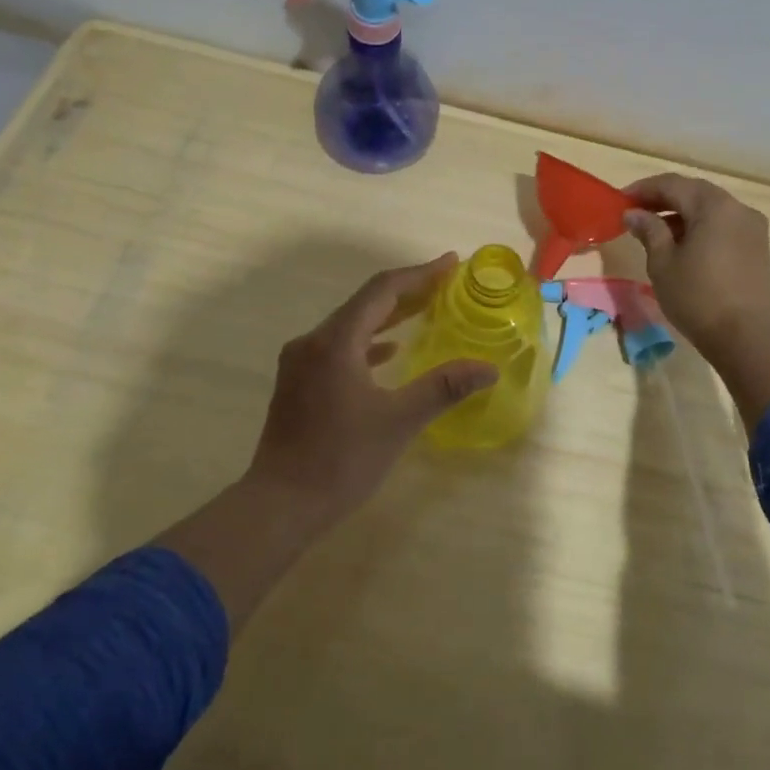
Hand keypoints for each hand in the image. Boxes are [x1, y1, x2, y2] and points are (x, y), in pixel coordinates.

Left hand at [246, 253, 497, 522]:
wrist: (280, 505)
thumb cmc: (341, 460)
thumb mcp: (398, 421)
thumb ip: (443, 388)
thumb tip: (488, 368)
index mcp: (335, 341)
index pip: (382, 290)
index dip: (420, 274)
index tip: (451, 264)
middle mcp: (313, 342)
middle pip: (365, 303)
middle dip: (407, 291)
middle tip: (445, 284)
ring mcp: (301, 363)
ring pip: (351, 325)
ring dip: (388, 316)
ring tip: (425, 310)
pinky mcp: (298, 383)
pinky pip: (340, 347)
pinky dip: (368, 343)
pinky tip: (388, 353)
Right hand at [623, 174, 769, 430]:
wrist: (745, 336)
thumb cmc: (697, 296)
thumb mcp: (663, 262)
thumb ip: (649, 230)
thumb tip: (634, 213)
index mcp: (713, 205)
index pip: (673, 184)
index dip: (644, 189)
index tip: (621, 200)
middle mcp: (737, 208)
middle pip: (694, 192)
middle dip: (663, 199)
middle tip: (636, 212)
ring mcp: (752, 227)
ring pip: (710, 209)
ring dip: (682, 213)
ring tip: (655, 231)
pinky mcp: (757, 247)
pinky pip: (723, 225)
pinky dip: (700, 227)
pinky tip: (682, 245)